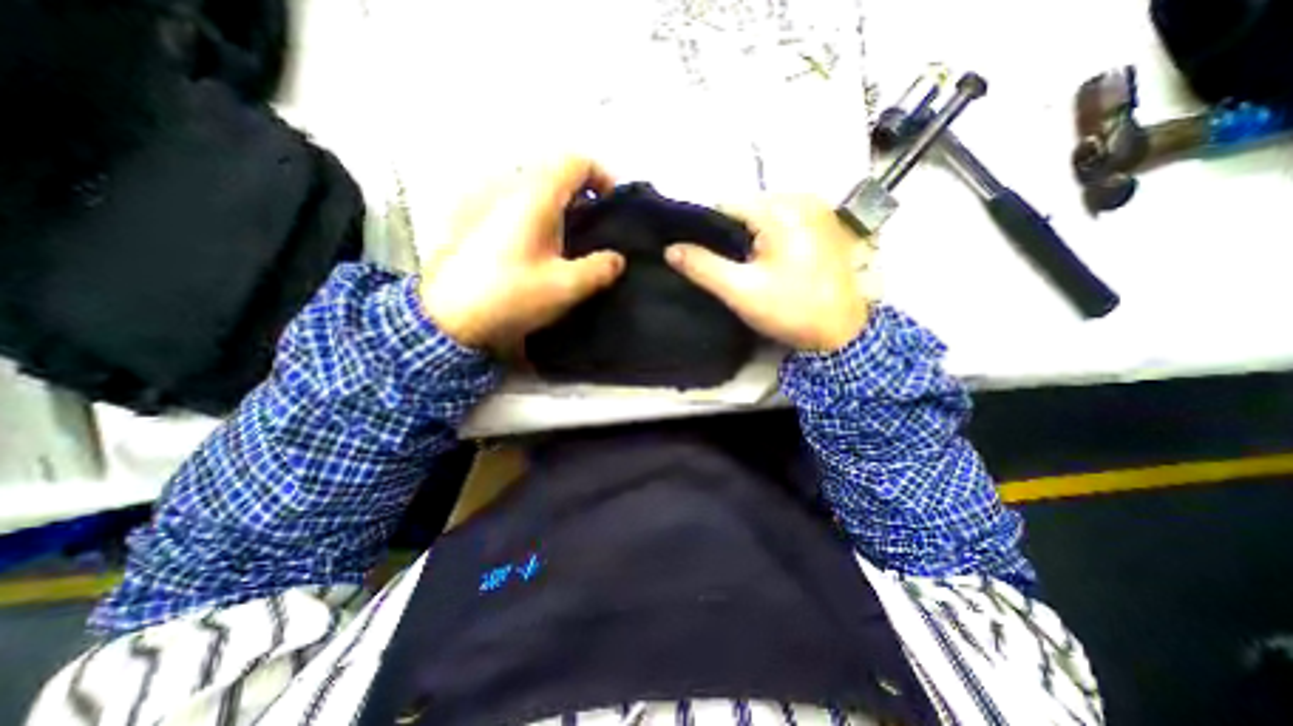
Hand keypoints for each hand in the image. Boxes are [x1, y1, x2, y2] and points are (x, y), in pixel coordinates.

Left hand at [421, 157, 627, 350]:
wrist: (447, 317)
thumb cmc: (511, 296)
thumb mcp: (565, 287)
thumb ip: (600, 269)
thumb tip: (617, 259)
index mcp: (534, 195)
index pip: (576, 161)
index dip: (602, 177)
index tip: (613, 205)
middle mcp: (506, 184)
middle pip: (552, 171)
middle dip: (579, 193)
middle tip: (591, 225)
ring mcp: (482, 197)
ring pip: (529, 185)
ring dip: (554, 203)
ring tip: (564, 236)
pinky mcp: (468, 215)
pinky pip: (509, 199)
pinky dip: (531, 211)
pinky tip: (532, 243)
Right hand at [666, 193, 868, 351]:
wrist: (842, 333)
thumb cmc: (791, 309)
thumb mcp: (741, 291)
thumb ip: (703, 267)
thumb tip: (670, 249)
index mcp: (781, 208)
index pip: (725, 206)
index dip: (706, 231)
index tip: (700, 257)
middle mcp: (801, 197)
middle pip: (745, 210)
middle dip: (730, 237)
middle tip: (727, 269)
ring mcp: (816, 209)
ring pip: (762, 218)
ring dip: (748, 240)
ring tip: (746, 269)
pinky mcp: (823, 225)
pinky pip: (782, 224)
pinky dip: (768, 240)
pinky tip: (767, 264)